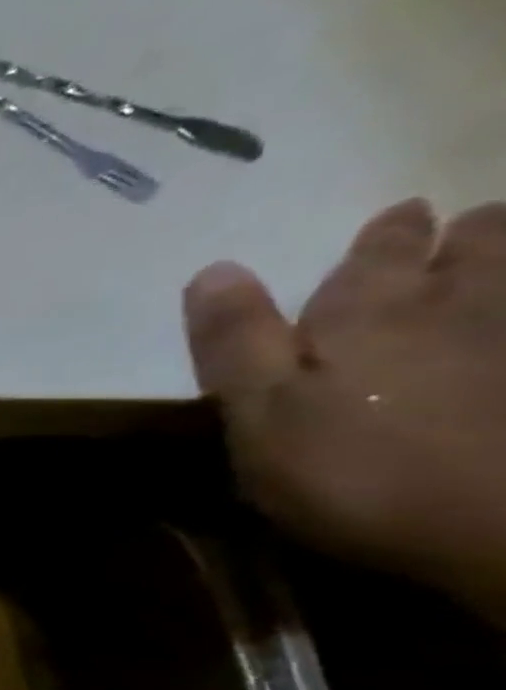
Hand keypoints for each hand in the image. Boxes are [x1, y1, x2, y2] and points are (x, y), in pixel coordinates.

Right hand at [184, 198, 505, 620]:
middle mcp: (459, 304)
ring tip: (498, 257)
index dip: (382, 237)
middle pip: (480, 244)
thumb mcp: (260, 413)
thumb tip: (213, 269)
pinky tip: (505, 324)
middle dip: (468, 234)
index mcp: (368, 312)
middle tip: (462, 230)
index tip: (398, 218)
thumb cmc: (357, 472)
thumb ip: (235, 342)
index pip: (375, 253)